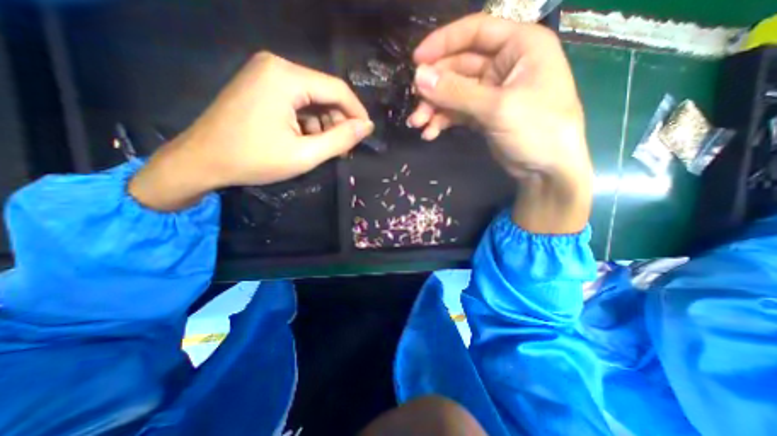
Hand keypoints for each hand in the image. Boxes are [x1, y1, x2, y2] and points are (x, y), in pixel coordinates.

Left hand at [129, 51, 372, 211]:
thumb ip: (340, 139)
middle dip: (338, 120)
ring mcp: (266, 74)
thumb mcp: (305, 154)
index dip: (357, 112)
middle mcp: (277, 66)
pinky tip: (306, 139)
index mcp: (286, 77)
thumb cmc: (254, 160)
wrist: (202, 161)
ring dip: (324, 123)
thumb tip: (367, 127)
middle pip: (325, 92)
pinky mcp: (262, 85)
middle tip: (343, 148)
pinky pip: (298, 101)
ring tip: (323, 147)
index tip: (366, 135)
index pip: (337, 89)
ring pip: (313, 98)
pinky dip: (309, 121)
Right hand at [408, 14, 592, 232]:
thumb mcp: (497, 108)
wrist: (547, 170)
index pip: (475, 32)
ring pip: (454, 92)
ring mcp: (492, 92)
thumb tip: (419, 77)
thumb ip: (456, 92)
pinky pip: (457, 112)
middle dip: (435, 87)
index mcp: (520, 46)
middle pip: (459, 67)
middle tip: (414, 103)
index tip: (415, 61)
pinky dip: (443, 121)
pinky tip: (430, 133)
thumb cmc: (537, 130)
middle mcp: (505, 65)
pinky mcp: (483, 114)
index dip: (443, 43)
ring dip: (434, 107)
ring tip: (417, 124)